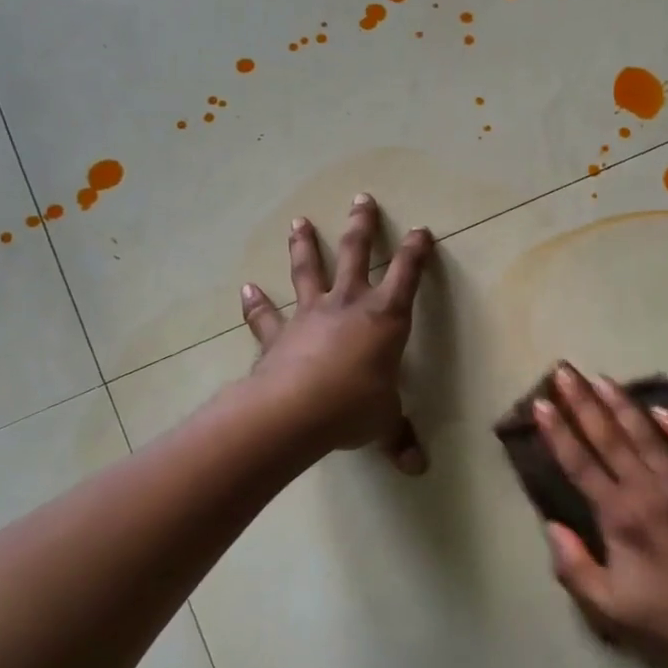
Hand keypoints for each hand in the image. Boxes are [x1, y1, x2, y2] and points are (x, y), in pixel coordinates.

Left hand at [241, 194, 433, 472]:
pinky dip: (256, 302)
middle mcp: (348, 306)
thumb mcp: (384, 422)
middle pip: (356, 255)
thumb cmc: (353, 407)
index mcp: (385, 318)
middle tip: (361, 198)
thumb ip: (399, 438)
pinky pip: (266, 315)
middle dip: (362, 226)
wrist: (295, 412)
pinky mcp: (279, 335)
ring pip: (309, 271)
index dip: (416, 252)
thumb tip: (416, 469)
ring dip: (305, 245)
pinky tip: (246, 287)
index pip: (406, 276)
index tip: (421, 231)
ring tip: (300, 221)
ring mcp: (310, 315)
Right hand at [534, 364, 667, 667]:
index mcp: (619, 515)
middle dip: (583, 402)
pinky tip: (663, 409)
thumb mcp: (608, 608)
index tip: (541, 404)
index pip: (580, 463)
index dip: (557, 432)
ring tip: (602, 378)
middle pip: (609, 436)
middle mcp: (649, 488)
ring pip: (647, 433)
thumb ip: (573, 566)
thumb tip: (552, 527)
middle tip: (565, 371)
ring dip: (622, 404)